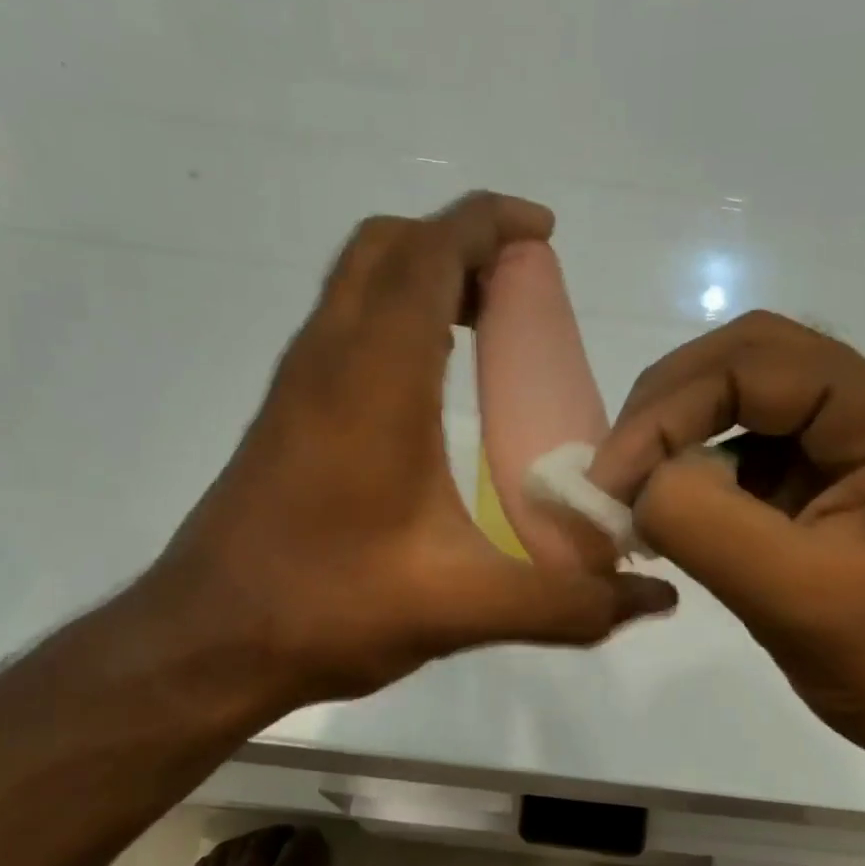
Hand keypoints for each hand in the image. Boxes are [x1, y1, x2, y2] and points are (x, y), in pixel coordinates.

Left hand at [136, 193, 676, 717]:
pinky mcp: (284, 418)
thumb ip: (568, 605)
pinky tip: (431, 388)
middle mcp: (328, 360)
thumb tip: (656, 600)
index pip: (429, 253)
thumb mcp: (466, 609)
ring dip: (421, 278)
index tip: (545, 234)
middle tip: (519, 287)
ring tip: (487, 324)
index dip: (489, 224)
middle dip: (458, 243)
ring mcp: (296, 387)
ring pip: (357, 285)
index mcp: (376, 380)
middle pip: (387, 248)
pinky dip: (393, 320)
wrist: (208, 641)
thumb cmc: (330, 607)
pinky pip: (342, 329)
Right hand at [587, 311, 864, 776]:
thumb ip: (701, 521)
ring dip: (680, 440)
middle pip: (748, 363)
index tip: (607, 482)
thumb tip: (633, 481)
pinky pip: (756, 449)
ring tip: (633, 496)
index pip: (754, 364)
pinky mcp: (841, 474)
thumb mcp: (794, 595)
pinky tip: (673, 513)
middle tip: (612, 472)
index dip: (665, 412)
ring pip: (745, 402)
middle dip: (667, 411)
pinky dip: (703, 473)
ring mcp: (864, 435)